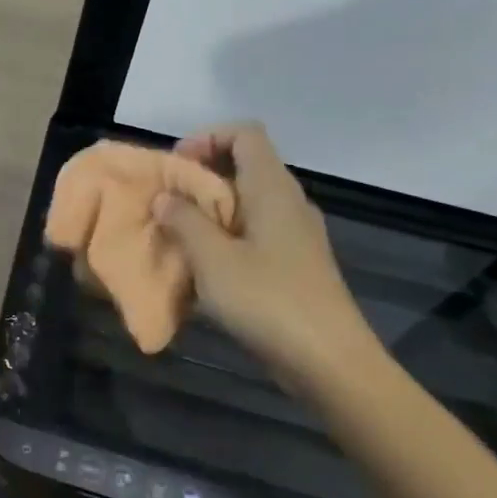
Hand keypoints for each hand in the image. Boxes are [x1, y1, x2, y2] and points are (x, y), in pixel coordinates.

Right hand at [160, 124, 376, 381]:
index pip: (245, 133)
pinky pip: (253, 231)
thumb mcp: (212, 259)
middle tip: (166, 203)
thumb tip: (165, 198)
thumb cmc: (269, 301)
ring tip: (177, 234)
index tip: (176, 168)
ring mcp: (295, 234)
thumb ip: (184, 221)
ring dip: (208, 210)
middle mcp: (288, 202)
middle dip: (199, 177)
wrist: (331, 363)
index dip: (207, 138)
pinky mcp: (294, 263)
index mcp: (272, 188)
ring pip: (246, 201)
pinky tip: (204, 267)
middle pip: (243, 165)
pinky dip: (224, 236)